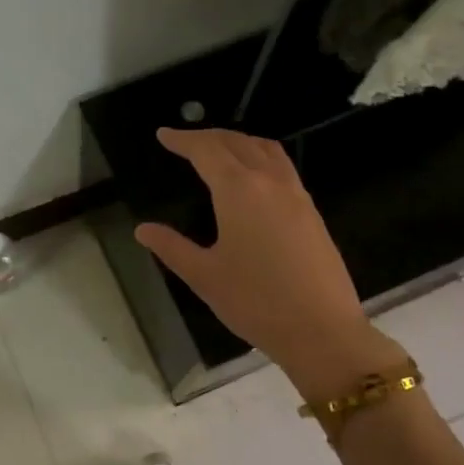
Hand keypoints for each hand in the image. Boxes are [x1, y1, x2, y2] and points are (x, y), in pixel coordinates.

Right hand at [134, 128, 403, 401]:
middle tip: (185, 141)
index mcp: (239, 191)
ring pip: (266, 149)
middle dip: (209, 136)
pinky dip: (260, 157)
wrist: (321, 329)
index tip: (163, 135)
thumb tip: (143, 229)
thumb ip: (172, 247)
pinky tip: (253, 180)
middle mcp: (270, 182)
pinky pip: (282, 167)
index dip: (182, 140)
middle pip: (237, 142)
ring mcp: (296, 195)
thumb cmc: (255, 302)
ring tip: (219, 150)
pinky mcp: (311, 212)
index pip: (206, 151)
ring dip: (239, 141)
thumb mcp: (204, 276)